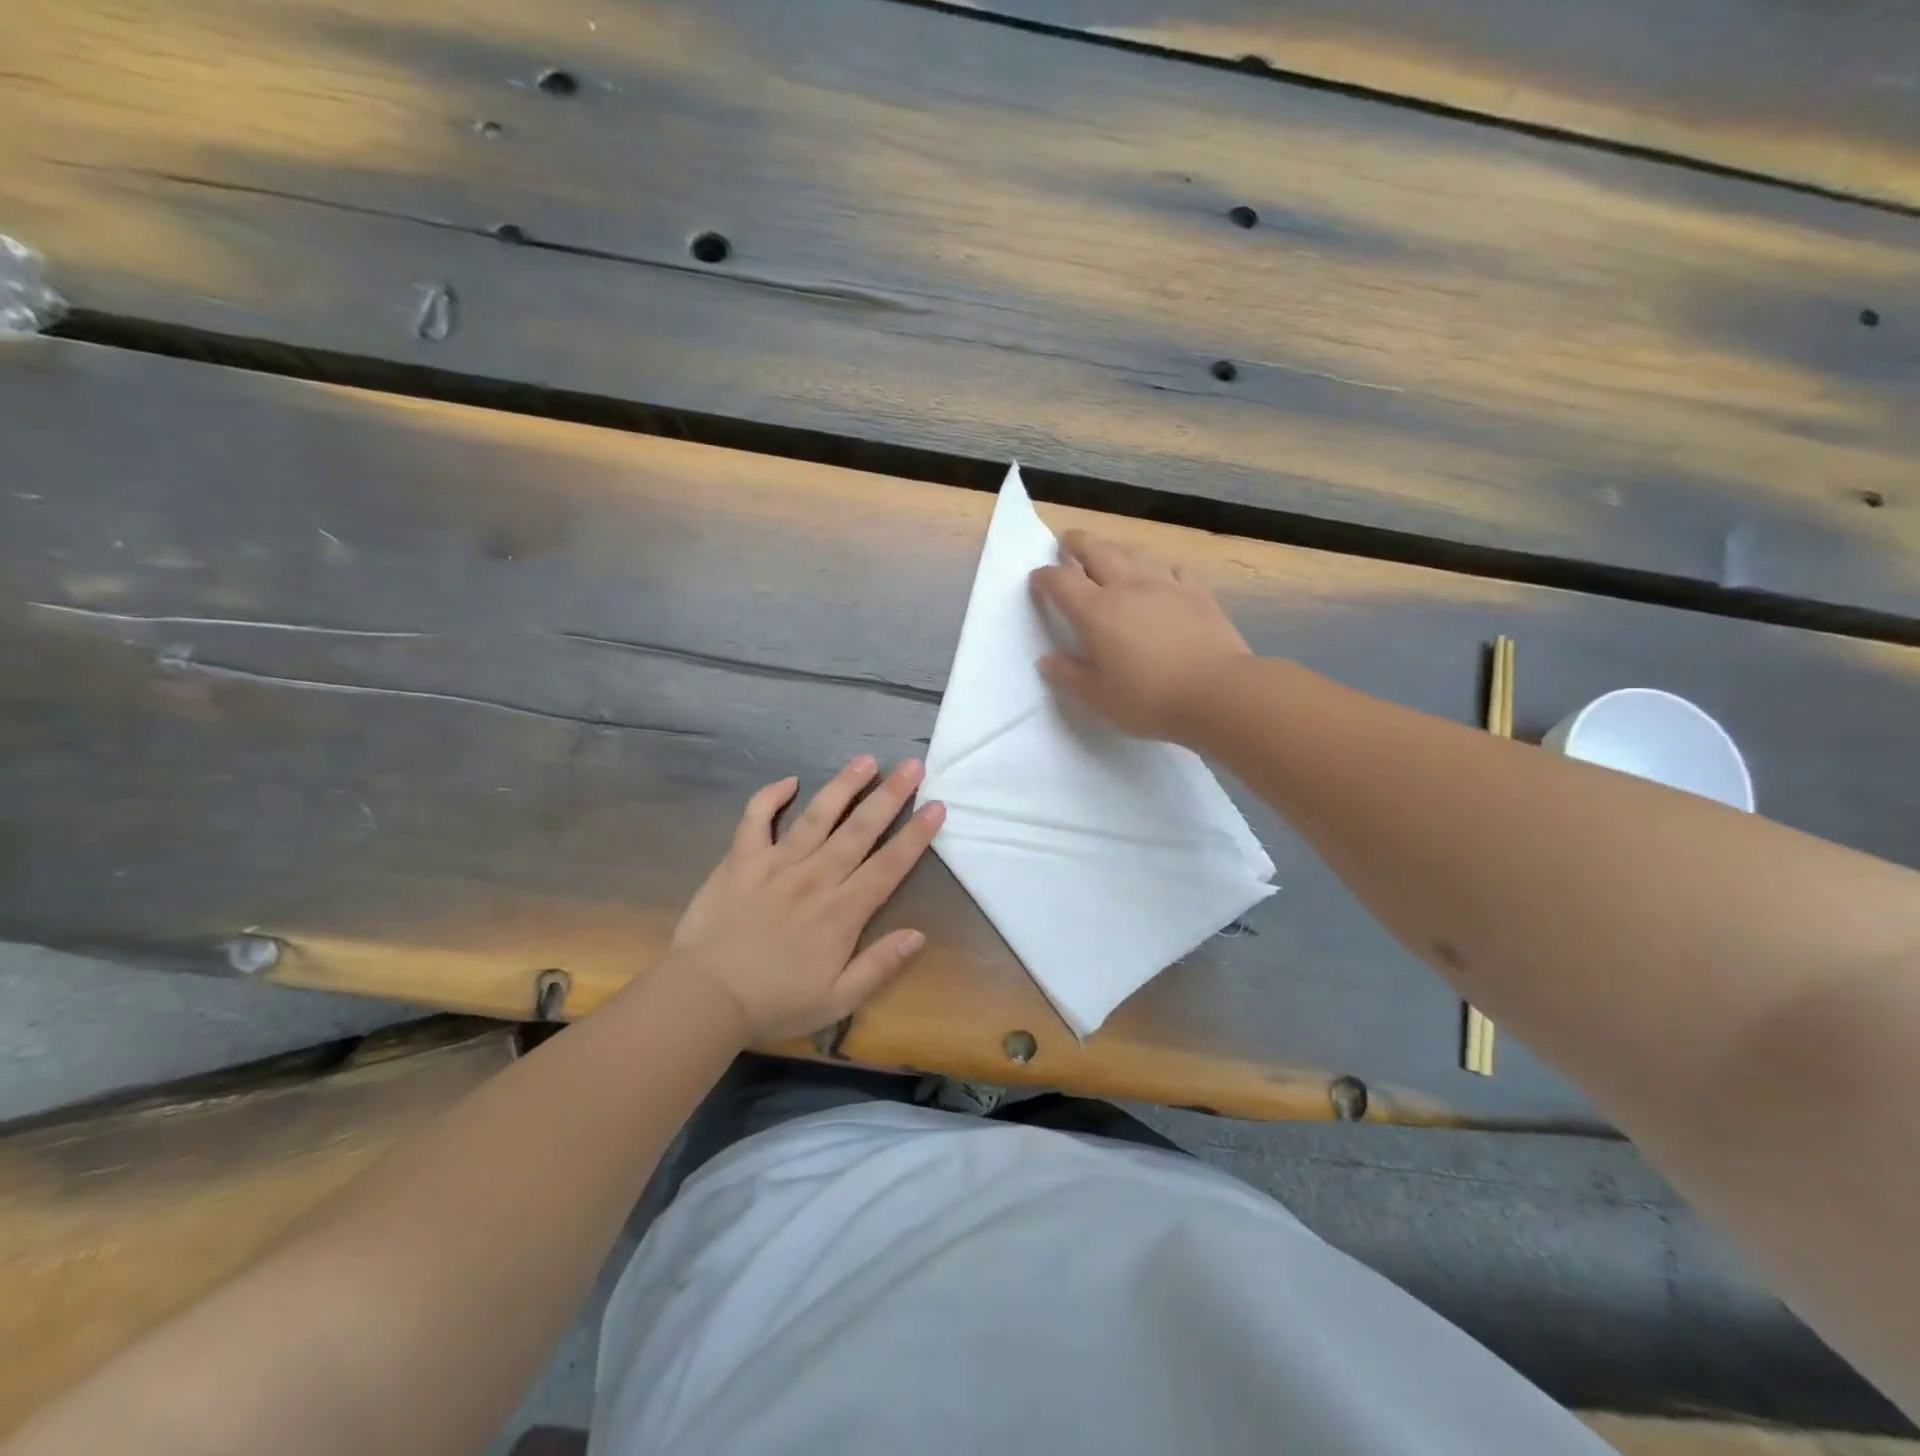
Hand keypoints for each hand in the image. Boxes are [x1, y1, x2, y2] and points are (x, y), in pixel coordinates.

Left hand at [665, 756, 944, 1043]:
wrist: (705, 998)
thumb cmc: (775, 1003)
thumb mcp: (838, 1000)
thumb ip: (880, 965)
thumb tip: (919, 935)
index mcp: (842, 911)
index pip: (889, 865)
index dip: (915, 835)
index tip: (936, 807)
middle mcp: (815, 877)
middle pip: (860, 829)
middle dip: (890, 795)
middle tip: (912, 765)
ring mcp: (776, 864)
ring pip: (817, 815)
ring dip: (844, 785)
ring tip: (865, 760)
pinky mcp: (741, 859)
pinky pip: (756, 818)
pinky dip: (770, 797)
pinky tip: (790, 781)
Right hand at [1030, 530, 1251, 742]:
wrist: (1217, 693)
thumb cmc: (1148, 699)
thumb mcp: (1097, 697)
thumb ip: (1068, 675)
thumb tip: (1047, 660)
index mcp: (1096, 612)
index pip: (1061, 581)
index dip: (1044, 577)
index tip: (1037, 579)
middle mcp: (1128, 588)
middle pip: (1097, 551)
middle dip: (1077, 543)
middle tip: (1067, 541)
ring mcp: (1166, 586)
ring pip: (1135, 553)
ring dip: (1117, 548)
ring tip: (1110, 552)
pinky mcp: (1198, 593)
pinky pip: (1174, 569)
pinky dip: (1160, 568)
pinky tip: (1162, 577)